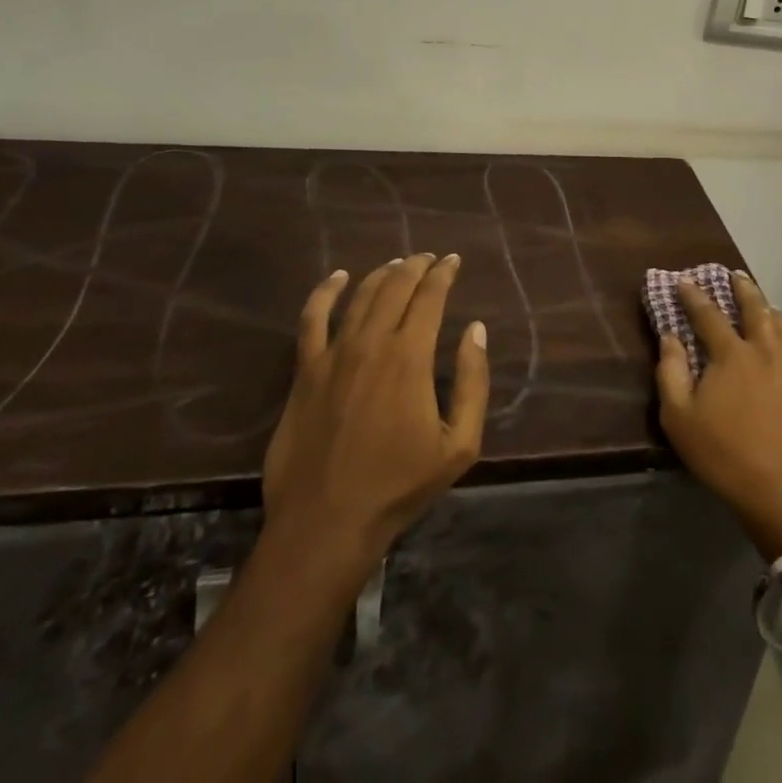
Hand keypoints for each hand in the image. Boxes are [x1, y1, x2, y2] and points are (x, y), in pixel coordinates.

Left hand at [260, 254, 489, 568]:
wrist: (327, 523)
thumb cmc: (399, 485)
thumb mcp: (459, 444)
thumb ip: (473, 382)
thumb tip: (475, 329)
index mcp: (411, 357)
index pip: (430, 297)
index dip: (444, 273)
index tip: (453, 260)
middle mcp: (372, 343)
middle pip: (395, 287)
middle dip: (416, 266)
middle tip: (429, 258)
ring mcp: (334, 355)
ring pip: (360, 296)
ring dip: (382, 274)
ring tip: (397, 264)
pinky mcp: (305, 372)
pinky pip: (312, 320)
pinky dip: (325, 292)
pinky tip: (337, 277)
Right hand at [655, 273, 781, 557]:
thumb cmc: (725, 456)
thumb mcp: (680, 419)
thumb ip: (670, 372)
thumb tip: (670, 337)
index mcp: (732, 354)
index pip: (708, 314)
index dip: (694, 295)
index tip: (684, 281)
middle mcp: (766, 349)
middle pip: (754, 307)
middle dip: (741, 288)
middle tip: (733, 275)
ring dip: (767, 307)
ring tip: (761, 303)